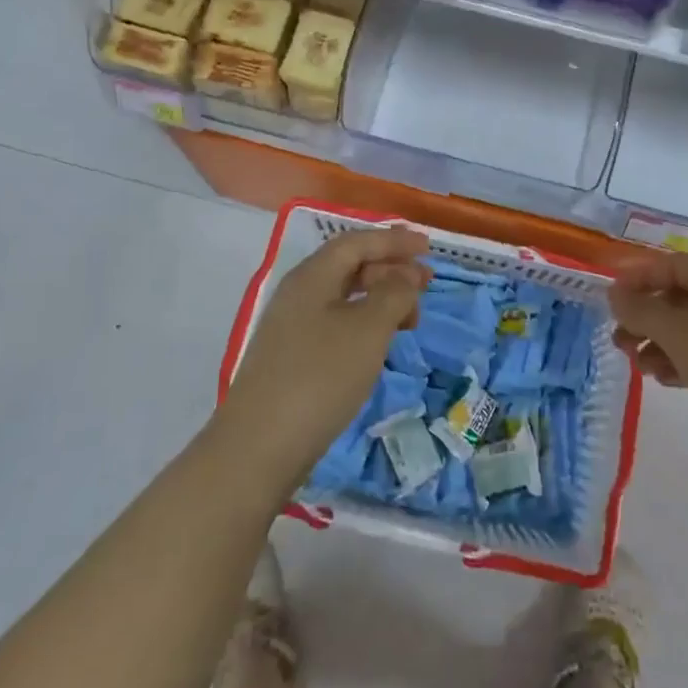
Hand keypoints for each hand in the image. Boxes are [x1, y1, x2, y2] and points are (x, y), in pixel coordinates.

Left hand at [217, 227, 430, 494]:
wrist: (259, 447)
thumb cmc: (320, 376)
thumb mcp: (368, 329)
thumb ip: (394, 293)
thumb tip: (405, 275)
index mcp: (312, 276)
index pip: (357, 242)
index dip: (394, 240)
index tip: (428, 247)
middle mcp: (298, 293)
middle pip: (349, 266)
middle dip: (390, 269)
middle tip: (426, 284)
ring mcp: (292, 327)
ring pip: (344, 297)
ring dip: (380, 299)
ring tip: (410, 318)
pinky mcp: (292, 358)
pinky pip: (336, 324)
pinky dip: (365, 324)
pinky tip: (379, 345)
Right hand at [609, 251, 687, 450]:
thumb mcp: (679, 334)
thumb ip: (642, 311)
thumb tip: (615, 294)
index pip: (670, 264)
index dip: (637, 277)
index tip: (609, 299)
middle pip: (678, 296)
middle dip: (645, 315)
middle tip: (619, 339)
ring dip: (659, 341)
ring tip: (638, 365)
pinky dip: (682, 360)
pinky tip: (664, 379)